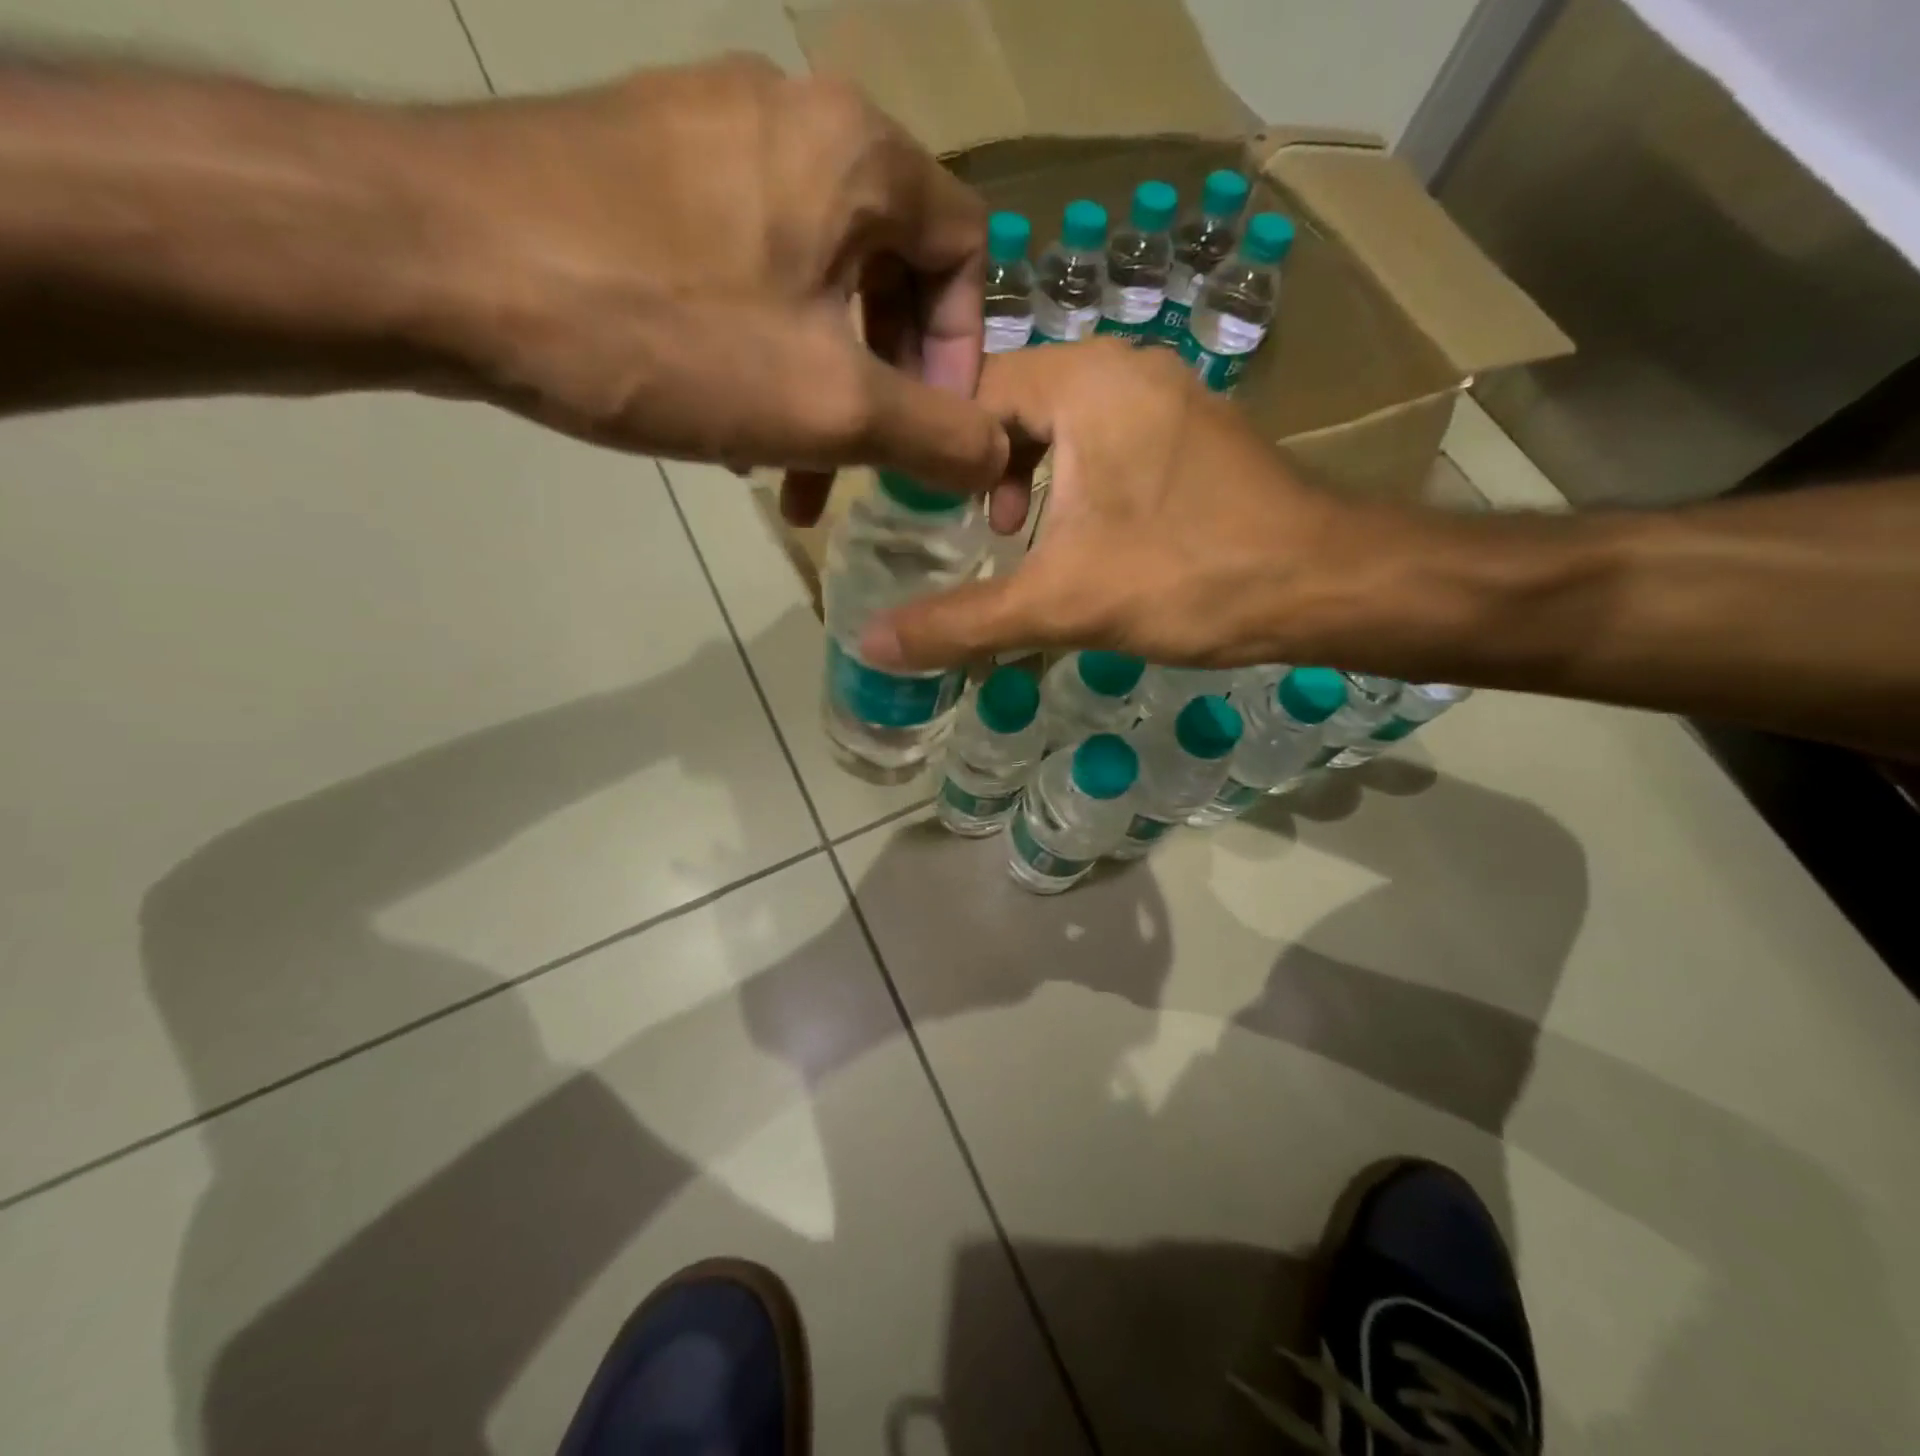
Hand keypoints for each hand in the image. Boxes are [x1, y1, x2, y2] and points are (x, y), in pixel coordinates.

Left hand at [419, 57, 1003, 509]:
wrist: (429, 261)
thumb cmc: (662, 331)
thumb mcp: (831, 406)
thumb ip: (938, 436)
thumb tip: (1000, 456)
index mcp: (858, 153)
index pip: (966, 252)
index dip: (964, 355)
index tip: (929, 434)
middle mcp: (794, 118)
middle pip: (888, 273)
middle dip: (885, 387)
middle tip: (861, 467)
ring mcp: (708, 137)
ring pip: (813, 284)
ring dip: (819, 385)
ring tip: (790, 468)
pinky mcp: (643, 171)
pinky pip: (745, 273)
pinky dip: (759, 353)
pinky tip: (727, 419)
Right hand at [859, 340, 1359, 668]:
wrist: (1323, 585)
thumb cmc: (1188, 578)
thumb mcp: (1060, 605)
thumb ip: (961, 623)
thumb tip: (870, 644)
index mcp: (1084, 381)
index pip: (971, 392)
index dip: (937, 451)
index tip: (923, 512)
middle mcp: (1124, 367)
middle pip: (1015, 404)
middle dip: (985, 468)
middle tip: (976, 532)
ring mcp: (1165, 394)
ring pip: (1061, 422)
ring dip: (1030, 476)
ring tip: (1023, 537)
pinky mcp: (1190, 431)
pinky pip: (1105, 437)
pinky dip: (1076, 478)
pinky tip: (1082, 535)